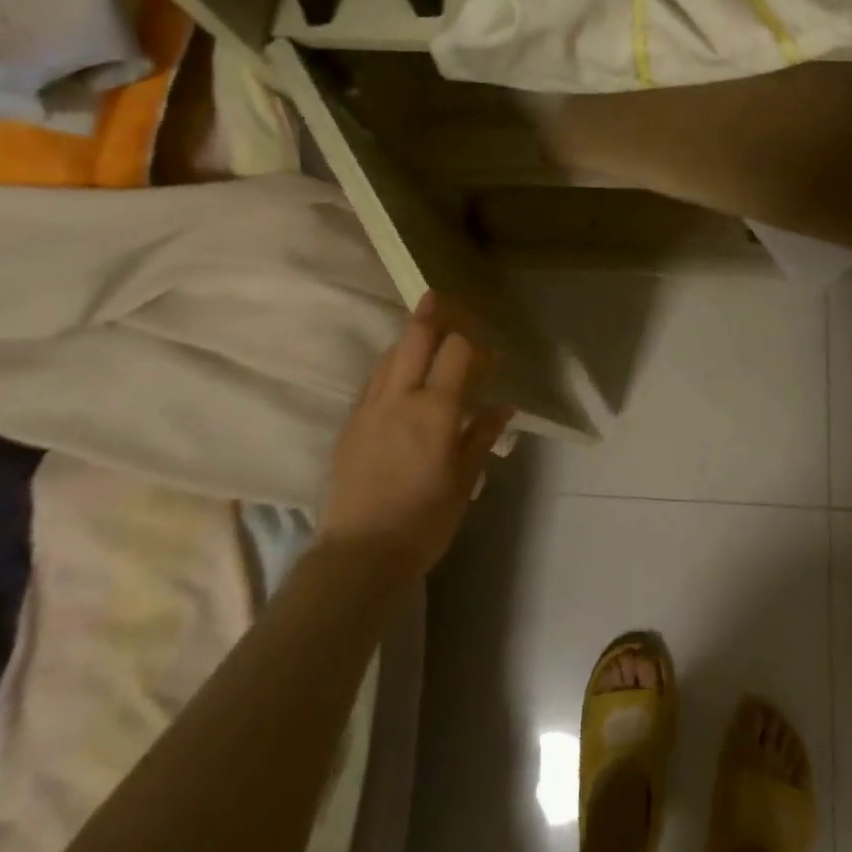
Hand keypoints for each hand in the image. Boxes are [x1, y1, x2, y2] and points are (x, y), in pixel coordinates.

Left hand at [322, 291, 514, 577]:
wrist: (359, 554)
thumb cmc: (424, 520)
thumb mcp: (464, 480)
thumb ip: (481, 436)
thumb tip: (502, 406)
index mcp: (435, 409)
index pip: (455, 352)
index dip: (474, 343)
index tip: (490, 351)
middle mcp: (400, 398)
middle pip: (414, 340)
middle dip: (429, 315)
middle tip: (438, 297)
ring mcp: (369, 409)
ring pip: (389, 357)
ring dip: (407, 340)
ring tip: (421, 335)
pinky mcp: (350, 425)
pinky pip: (372, 382)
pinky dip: (389, 367)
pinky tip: (396, 375)